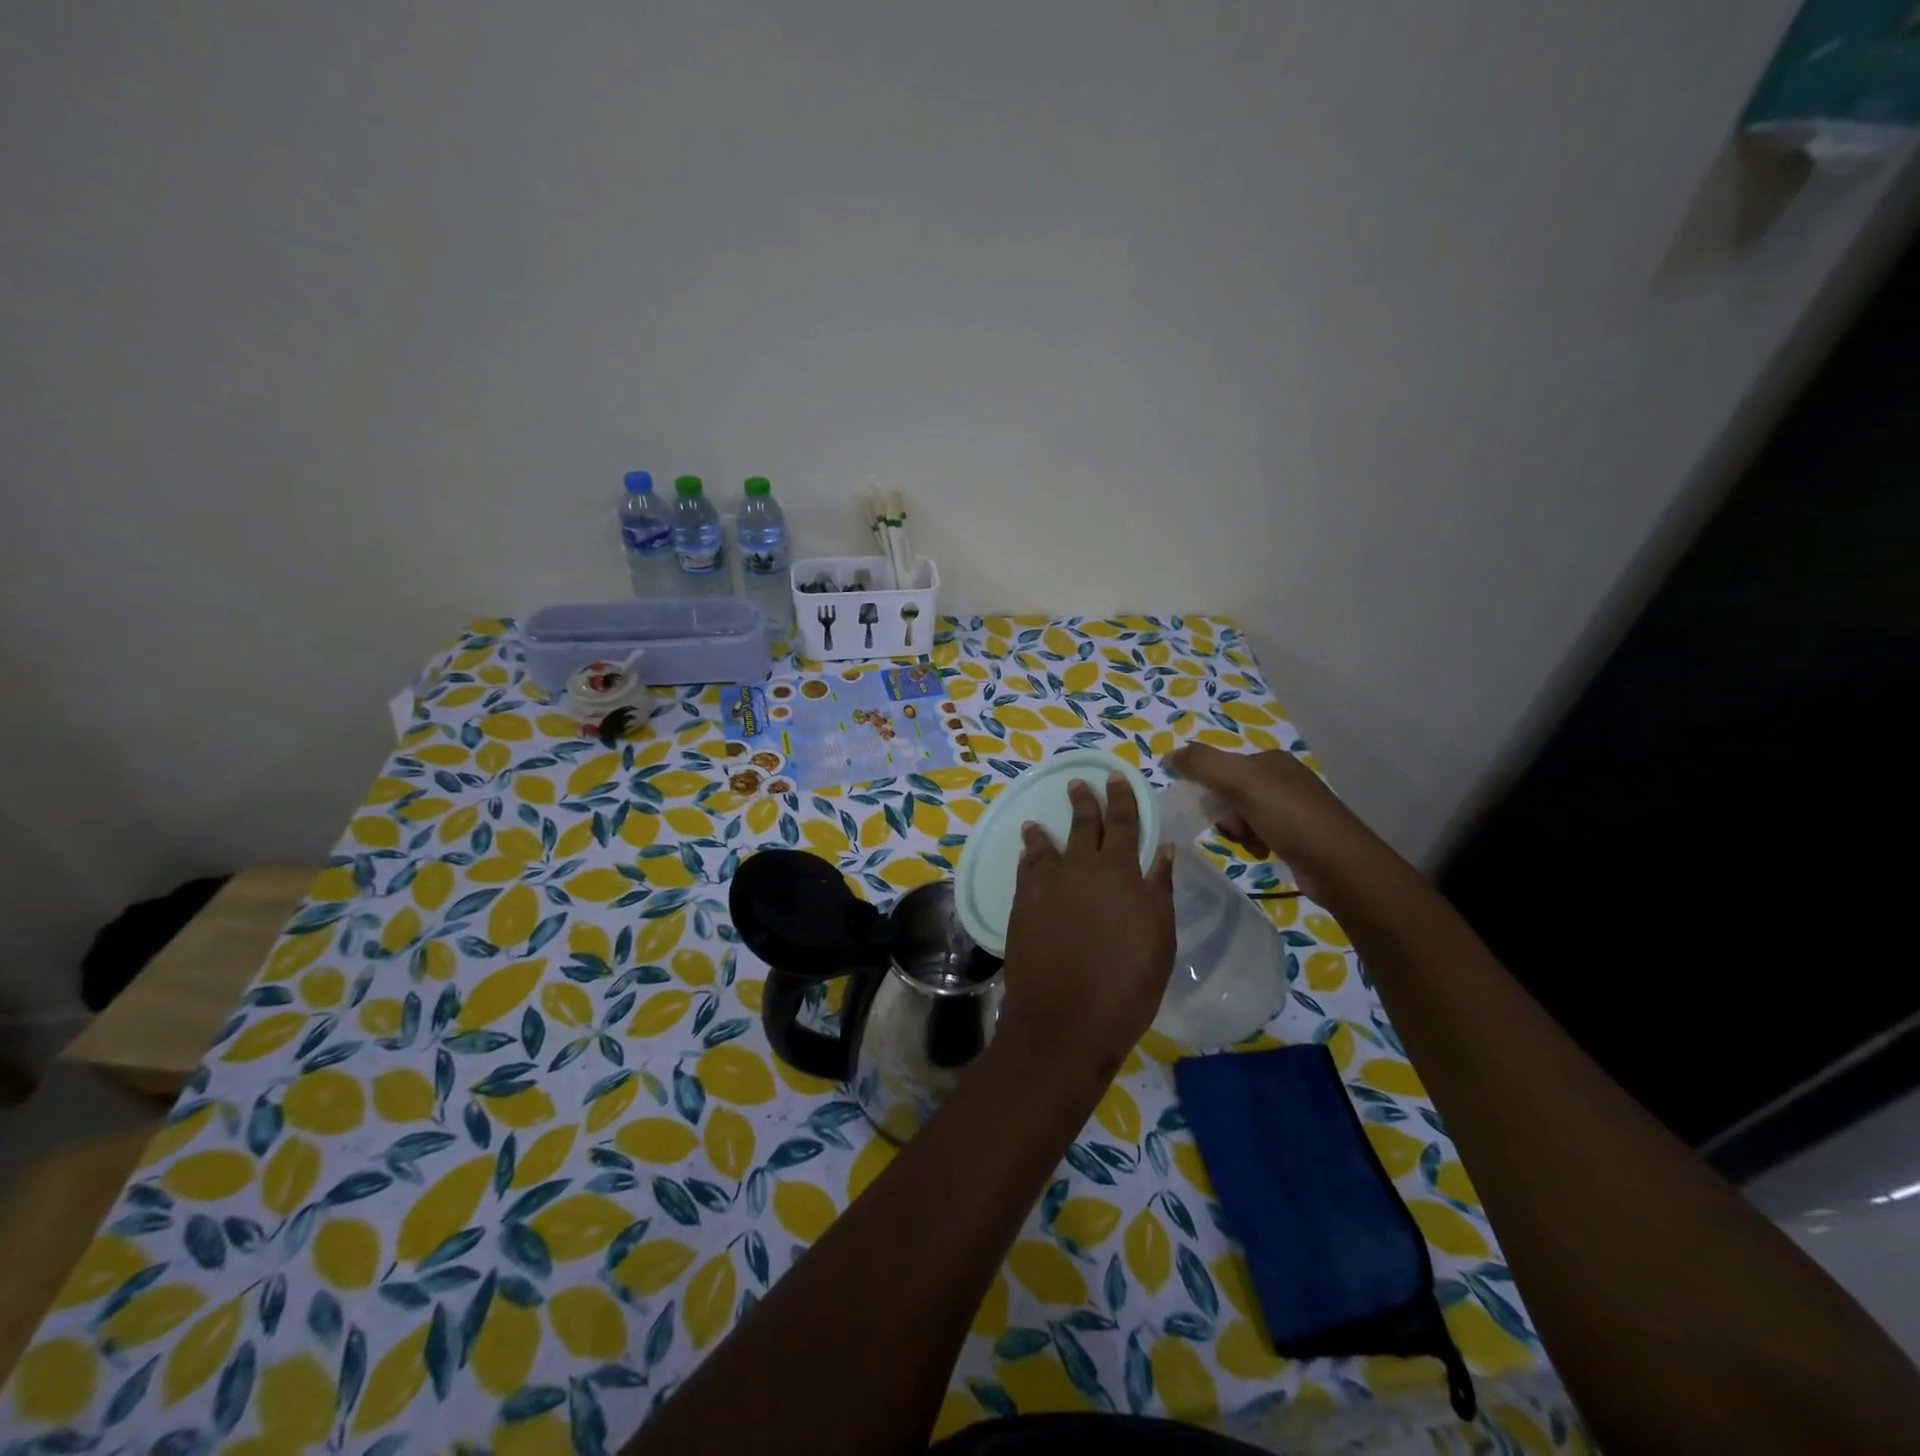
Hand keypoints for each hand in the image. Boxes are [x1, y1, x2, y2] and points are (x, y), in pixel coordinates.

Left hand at [998, 773, 1175, 1080]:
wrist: (1066, 1019)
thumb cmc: (1127, 984)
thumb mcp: (1159, 938)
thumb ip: (1159, 889)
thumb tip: (1164, 849)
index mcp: (1120, 873)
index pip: (1123, 823)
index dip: (1121, 798)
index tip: (1116, 777)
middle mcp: (1081, 868)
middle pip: (1083, 825)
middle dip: (1084, 801)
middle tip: (1079, 783)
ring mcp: (1047, 885)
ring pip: (1046, 845)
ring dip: (1044, 830)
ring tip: (1037, 821)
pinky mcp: (1022, 904)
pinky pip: (1026, 869)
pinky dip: (1028, 856)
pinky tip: (1027, 854)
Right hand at [1166, 743, 1373, 899]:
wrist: (1339, 865)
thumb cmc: (1289, 816)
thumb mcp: (1240, 781)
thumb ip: (1201, 763)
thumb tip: (1168, 756)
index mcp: (1270, 760)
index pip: (1221, 768)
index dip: (1208, 789)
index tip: (1211, 811)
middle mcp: (1283, 779)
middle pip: (1229, 793)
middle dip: (1225, 814)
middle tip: (1236, 829)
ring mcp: (1293, 808)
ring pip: (1242, 816)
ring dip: (1238, 832)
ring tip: (1251, 845)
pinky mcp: (1299, 836)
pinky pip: (1260, 834)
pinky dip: (1253, 844)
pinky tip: (1261, 853)